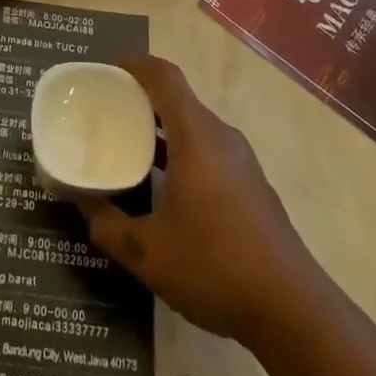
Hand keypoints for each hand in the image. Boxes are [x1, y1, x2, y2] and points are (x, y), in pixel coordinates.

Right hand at [77, 57, 314, 345]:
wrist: (293, 310)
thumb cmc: (215, 266)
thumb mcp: (147, 252)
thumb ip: (107, 225)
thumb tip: (82, 204)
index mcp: (196, 137)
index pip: (164, 77)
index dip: (134, 64)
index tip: (104, 69)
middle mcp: (222, 138)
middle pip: (178, 98)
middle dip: (141, 97)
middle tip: (105, 110)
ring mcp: (242, 162)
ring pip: (194, 126)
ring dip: (161, 127)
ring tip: (127, 145)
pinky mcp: (252, 186)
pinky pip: (208, 149)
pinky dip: (180, 150)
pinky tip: (163, 186)